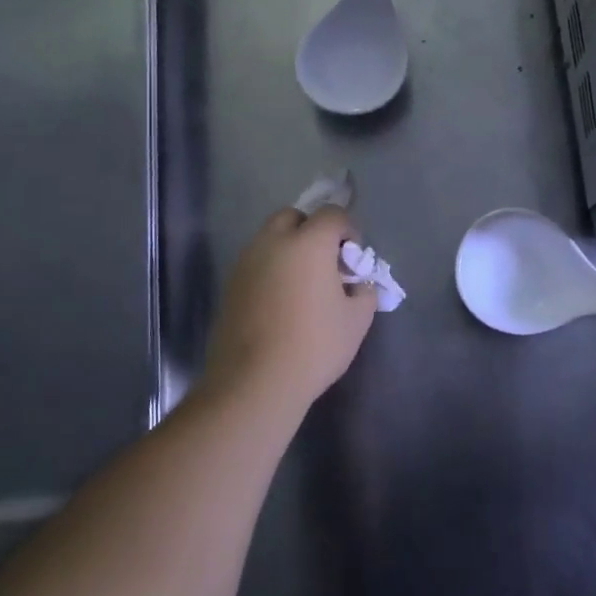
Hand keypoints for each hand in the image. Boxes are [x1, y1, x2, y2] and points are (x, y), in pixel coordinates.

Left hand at [201, 206, 377, 414]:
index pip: (332, 214)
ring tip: (302, 285)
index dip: (348, 230)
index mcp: (308, 242)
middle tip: (325, 264)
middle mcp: (273, 242)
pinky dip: (271, 269)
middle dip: (312, 230)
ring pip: (270, 238)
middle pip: (294, 217)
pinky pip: (256, 262)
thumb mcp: (357, 320)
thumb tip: (358, 284)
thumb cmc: (314, 346)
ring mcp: (246, 262)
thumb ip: (364, 291)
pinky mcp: (230, 284)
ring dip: (289, 249)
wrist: (253, 382)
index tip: (353, 260)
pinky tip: (281, 302)